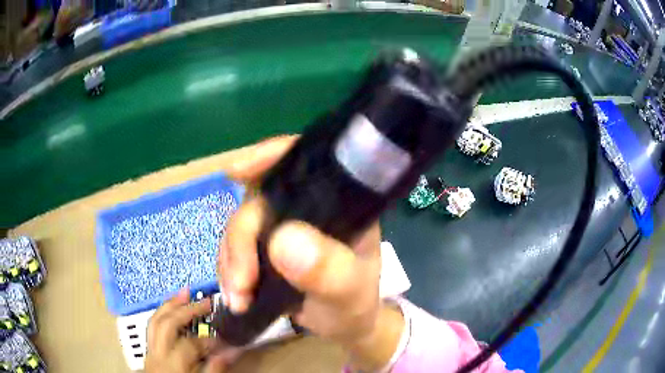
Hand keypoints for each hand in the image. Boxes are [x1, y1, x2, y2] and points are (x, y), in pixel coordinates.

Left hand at [145, 289, 227, 372]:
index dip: (207, 340)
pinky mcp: (148, 350)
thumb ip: (214, 369)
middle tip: (205, 301)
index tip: (223, 338)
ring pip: (155, 321)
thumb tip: (230, 350)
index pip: (189, 345)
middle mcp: (157, 354)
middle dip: (186, 310)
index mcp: (172, 366)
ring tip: (185, 293)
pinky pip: (152, 326)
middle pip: (167, 325)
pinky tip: (172, 308)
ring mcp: (149, 350)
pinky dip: (162, 313)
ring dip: (170, 305)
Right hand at [219, 136, 403, 369]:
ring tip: (239, 299)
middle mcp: (306, 206)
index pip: (305, 161)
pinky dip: (229, 269)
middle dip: (241, 240)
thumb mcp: (349, 291)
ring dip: (231, 260)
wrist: (341, 324)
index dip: (269, 156)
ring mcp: (281, 225)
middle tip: (241, 283)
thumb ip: (329, 270)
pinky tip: (236, 296)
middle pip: (259, 199)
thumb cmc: (355, 303)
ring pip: (240, 225)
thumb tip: (282, 242)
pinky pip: (234, 247)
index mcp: (337, 203)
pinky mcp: (263, 246)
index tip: (236, 171)